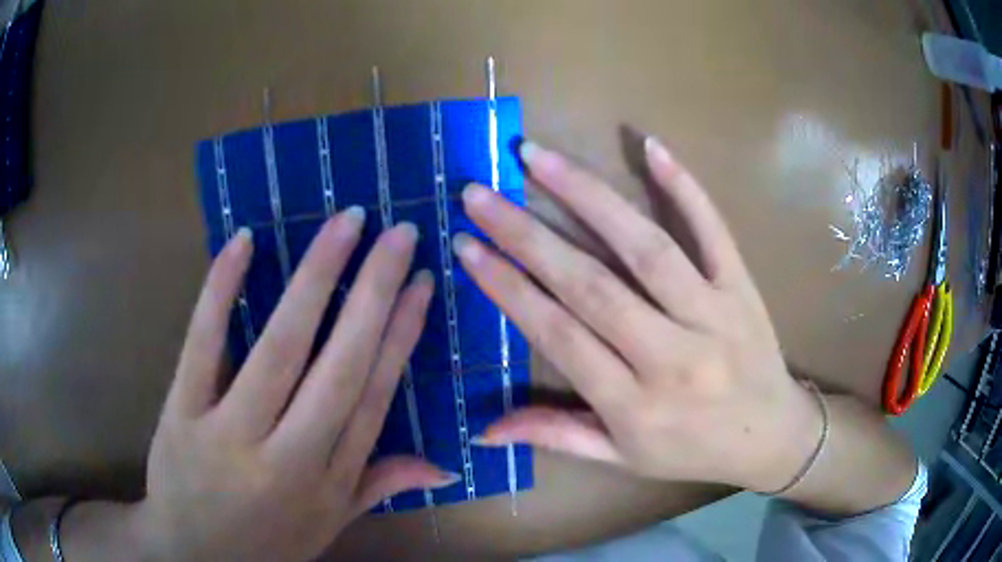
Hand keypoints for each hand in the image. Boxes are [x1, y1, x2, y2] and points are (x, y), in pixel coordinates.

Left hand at [123, 210, 454, 559]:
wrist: (193, 556)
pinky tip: (244, 241)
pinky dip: (221, 290)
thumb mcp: (328, 525)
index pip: (372, 396)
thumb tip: (444, 467)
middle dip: (373, 291)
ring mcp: (228, 432)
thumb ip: (379, 486)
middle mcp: (287, 456)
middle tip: (399, 231)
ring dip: (314, 277)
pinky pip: (203, 344)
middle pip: (338, 365)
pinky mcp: (181, 413)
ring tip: (345, 222)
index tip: (420, 283)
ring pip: (277, 347)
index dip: (400, 336)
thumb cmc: (265, 542)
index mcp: (328, 481)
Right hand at [453, 139, 821, 492]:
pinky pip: (714, 229)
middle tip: (481, 193)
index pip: (558, 335)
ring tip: (537, 157)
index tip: (467, 246)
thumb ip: (557, 436)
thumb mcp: (623, 459)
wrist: (773, 436)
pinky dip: (684, 186)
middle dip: (526, 234)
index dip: (507, 288)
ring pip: (645, 246)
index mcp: (634, 405)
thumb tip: (484, 430)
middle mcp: (671, 356)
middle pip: (590, 284)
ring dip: (587, 194)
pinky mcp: (742, 287)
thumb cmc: (694, 450)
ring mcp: (713, 313)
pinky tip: (649, 145)